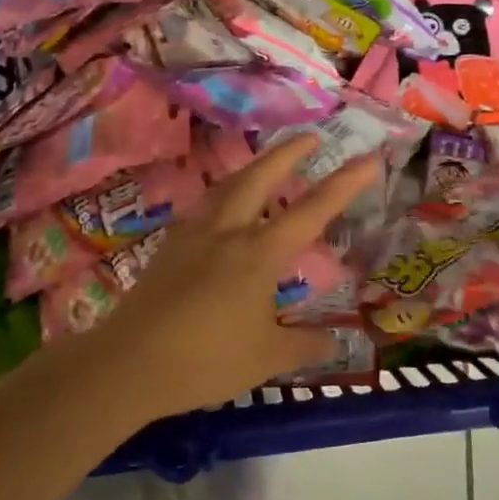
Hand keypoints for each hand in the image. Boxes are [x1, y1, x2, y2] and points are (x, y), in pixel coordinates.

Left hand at [83, 134, 381, 420]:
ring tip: (267, 164)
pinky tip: (223, 208)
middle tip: (311, 136)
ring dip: (254, 168)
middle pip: (261, 177)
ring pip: (228, 186)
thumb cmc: (205, 361)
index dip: (345, 183)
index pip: (312, 211)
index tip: (370, 158)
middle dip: (289, 152)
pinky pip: (205, 206)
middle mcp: (227, 232)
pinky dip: (224, 194)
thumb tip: (335, 341)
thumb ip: (304, 345)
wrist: (128, 364)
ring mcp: (193, 234)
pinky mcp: (169, 246)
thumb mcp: (267, 359)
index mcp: (258, 254)